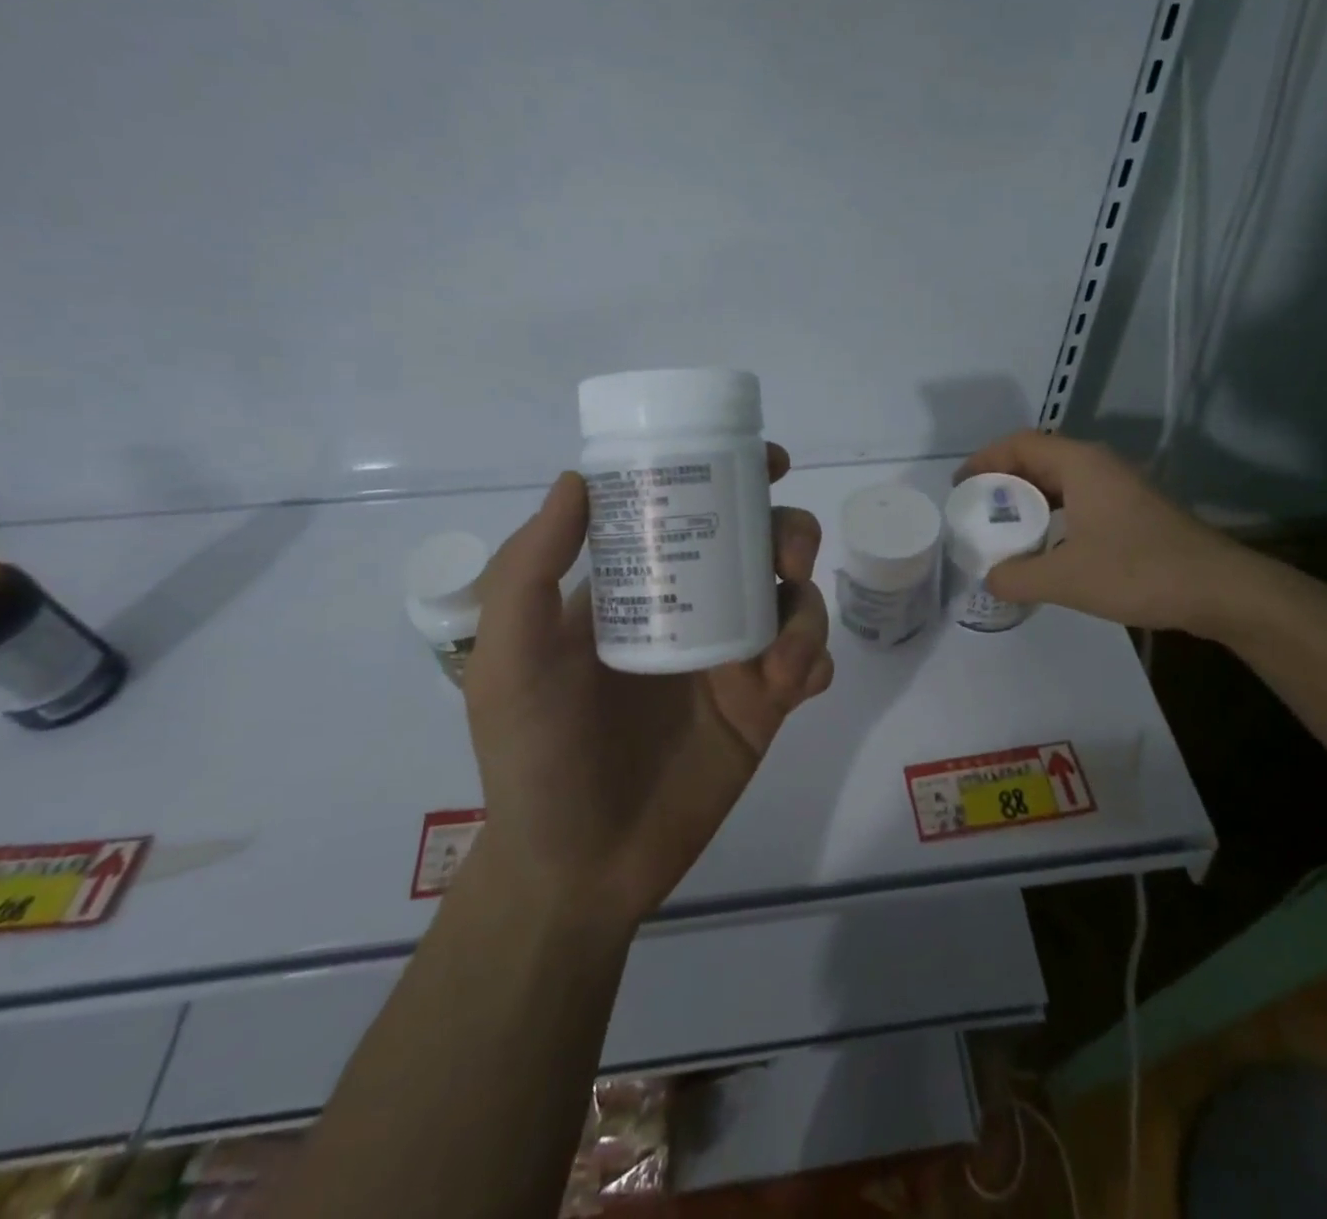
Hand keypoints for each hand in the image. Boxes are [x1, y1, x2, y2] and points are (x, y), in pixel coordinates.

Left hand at [462, 444, 832, 928]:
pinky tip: (794, 684)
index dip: (736, 477)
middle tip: (787, 555)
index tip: (768, 462)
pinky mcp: (764, 707)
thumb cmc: (534, 755)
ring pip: (797, 600)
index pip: (693, 510)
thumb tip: (578, 478)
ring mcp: (733, 659)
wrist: (578, 864)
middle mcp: (694, 609)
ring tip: (780, 655)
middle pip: (762, 545)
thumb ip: (528, 568)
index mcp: (641, 586)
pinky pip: (811, 664)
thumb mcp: (510, 657)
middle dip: (789, 533)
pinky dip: (815, 660)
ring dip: (807, 608)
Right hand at [956, 431, 1247, 633]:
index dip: (985, 459)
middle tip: (976, 510)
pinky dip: (1054, 516)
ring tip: (1004, 530)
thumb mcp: (1065, 578)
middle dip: (1003, 481)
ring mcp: (1121, 489)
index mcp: (1081, 465)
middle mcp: (1100, 467)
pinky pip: (1080, 502)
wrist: (1219, 589)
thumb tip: (991, 579)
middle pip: (1039, 459)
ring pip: (1062, 483)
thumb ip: (1017, 577)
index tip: (960, 486)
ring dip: (1030, 501)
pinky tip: (1046, 548)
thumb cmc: (1138, 571)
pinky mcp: (1134, 513)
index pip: (1021, 444)